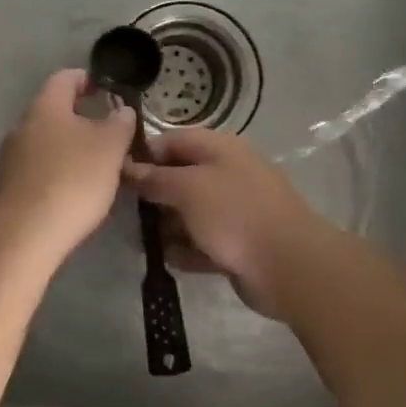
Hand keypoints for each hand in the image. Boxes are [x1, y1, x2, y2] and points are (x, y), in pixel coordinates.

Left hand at [0, 70, 137, 255]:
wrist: (25, 234)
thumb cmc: (72, 179)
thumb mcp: (110, 147)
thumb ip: (120, 124)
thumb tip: (122, 110)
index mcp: (45, 107)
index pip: (65, 78)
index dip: (87, 79)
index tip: (108, 90)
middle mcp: (22, 126)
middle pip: (53, 110)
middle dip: (81, 117)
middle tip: (110, 132)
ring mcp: (11, 158)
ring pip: (46, 141)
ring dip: (70, 146)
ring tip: (97, 164)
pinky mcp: (10, 187)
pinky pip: (39, 167)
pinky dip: (59, 170)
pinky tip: (76, 190)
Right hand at [124, 128, 324, 318]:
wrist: (289, 265)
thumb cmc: (234, 214)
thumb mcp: (187, 188)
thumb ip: (155, 177)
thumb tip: (128, 167)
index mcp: (220, 149)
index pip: (172, 141)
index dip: (143, 154)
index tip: (115, 174)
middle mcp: (227, 173)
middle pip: (180, 177)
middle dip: (152, 194)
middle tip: (122, 212)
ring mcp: (235, 210)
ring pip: (190, 212)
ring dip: (166, 226)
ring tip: (139, 241)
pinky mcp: (238, 244)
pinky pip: (203, 242)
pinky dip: (186, 249)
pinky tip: (167, 260)